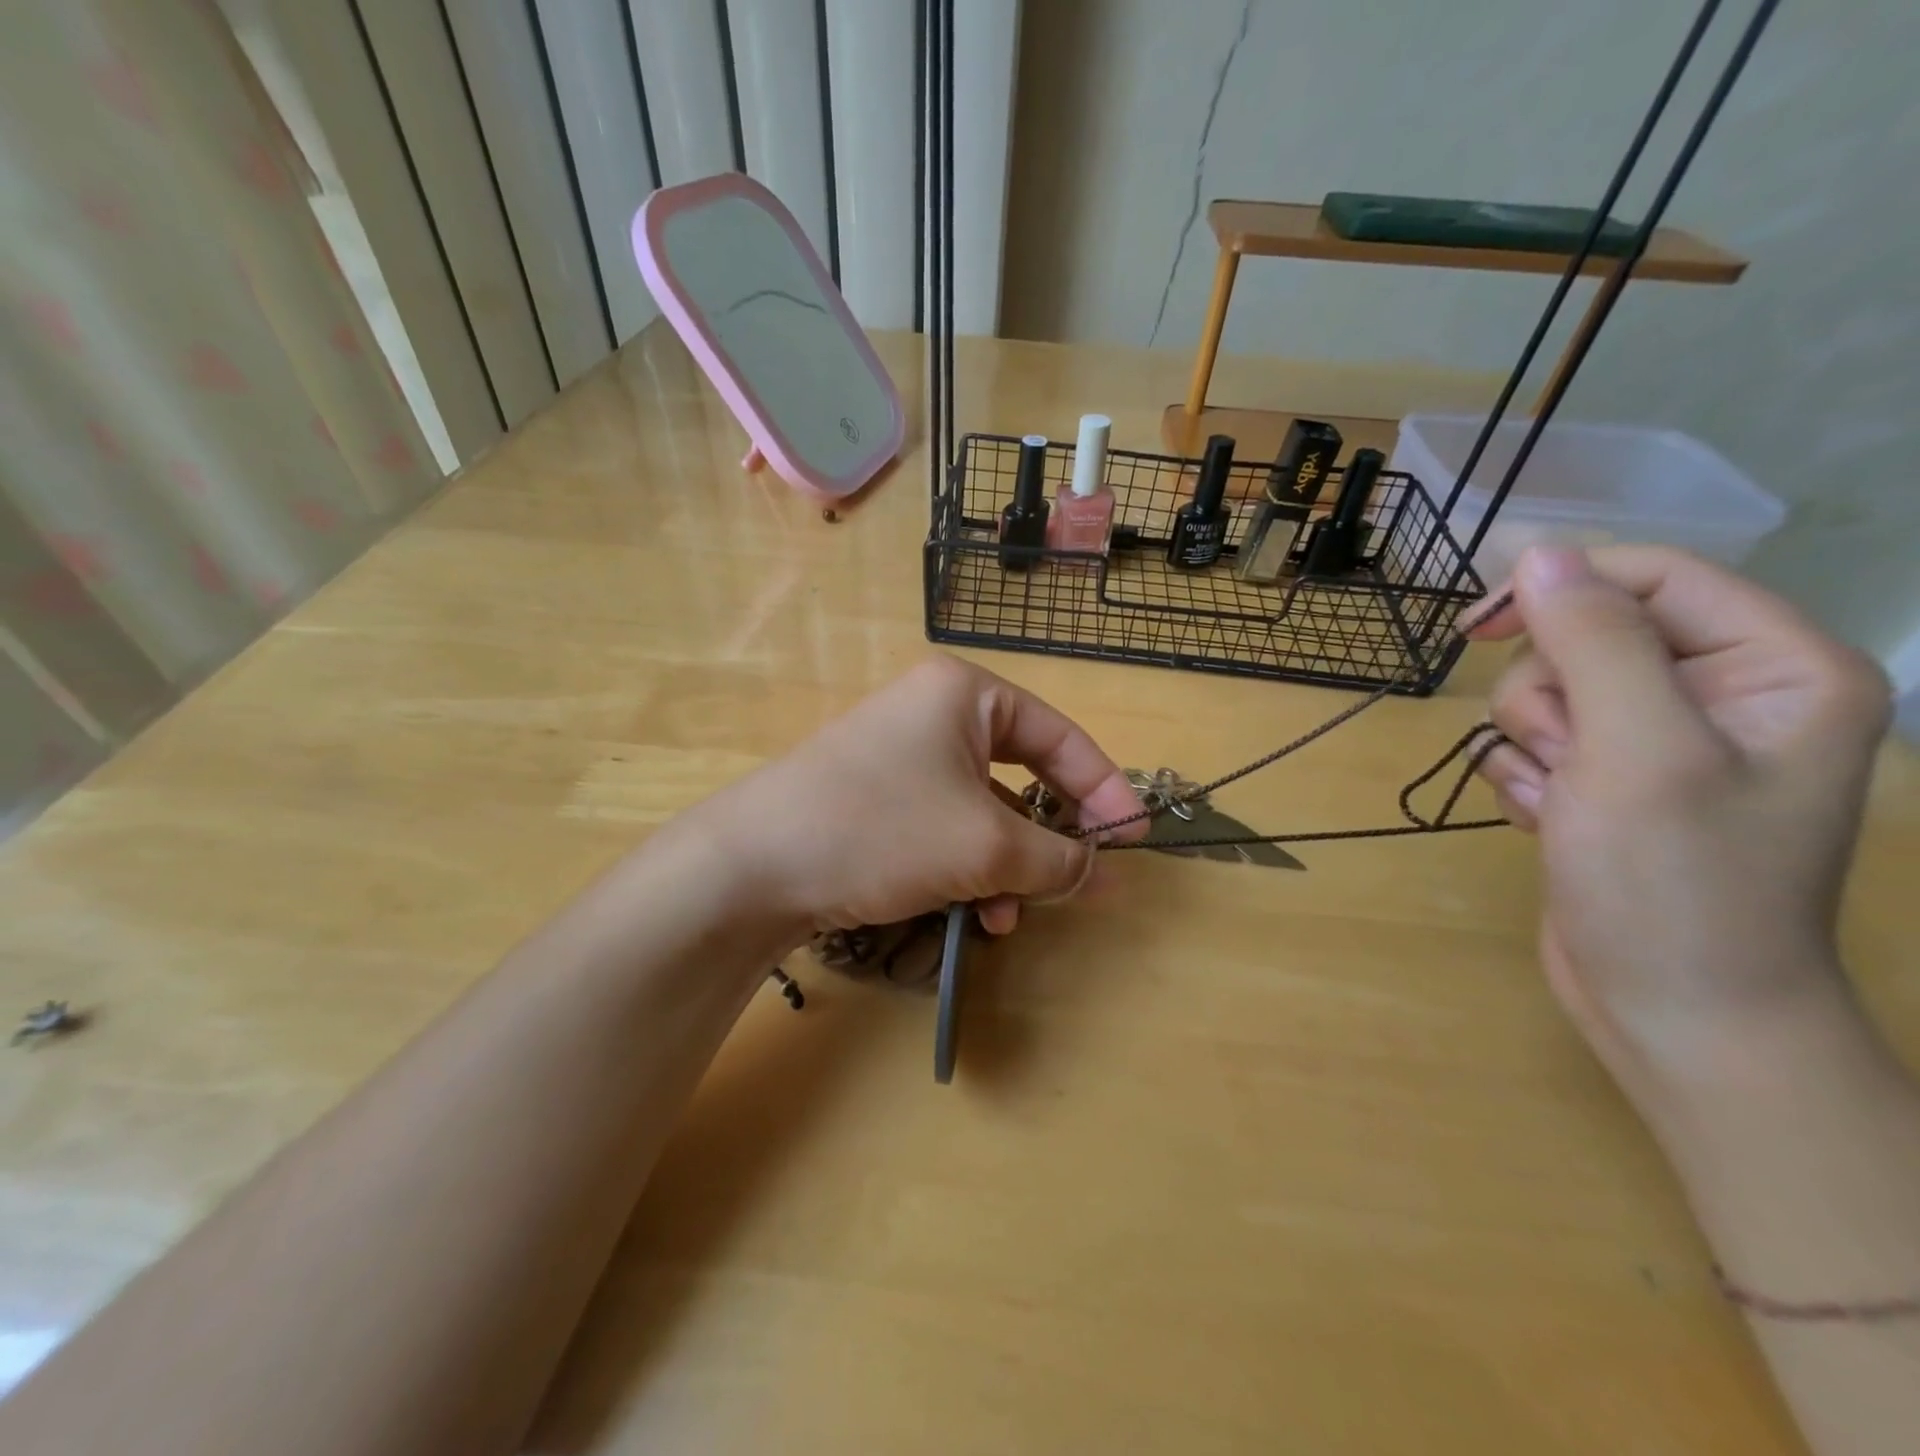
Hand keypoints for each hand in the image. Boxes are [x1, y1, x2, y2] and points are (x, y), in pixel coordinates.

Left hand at [691, 656, 1145, 937]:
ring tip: (1009, 916)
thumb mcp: (985, 846)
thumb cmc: (883, 829)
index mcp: (965, 694)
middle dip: (1048, 838)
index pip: (1059, 736)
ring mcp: (898, 755)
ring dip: (1004, 866)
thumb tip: (1105, 873)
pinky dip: (964, 868)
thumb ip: (1057, 858)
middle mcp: (932, 713)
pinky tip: (971, 913)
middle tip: (1083, 883)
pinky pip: (942, 827)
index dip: (1104, 788)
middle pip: (1020, 774)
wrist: (752, 866)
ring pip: (980, 811)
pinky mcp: (873, 797)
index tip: (1136, 837)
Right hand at [1466, 547, 1891, 1104]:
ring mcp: (1660, 742)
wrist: (1673, 1012)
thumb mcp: (1636, 750)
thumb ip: (1592, 642)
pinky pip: (1533, 742)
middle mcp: (1722, 694)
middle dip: (1550, 697)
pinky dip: (1527, 778)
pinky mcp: (1608, 781)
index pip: (1653, 577)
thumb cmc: (1676, 884)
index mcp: (1775, 668)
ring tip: (1563, 801)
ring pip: (1547, 691)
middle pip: (1586, 637)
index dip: (1561, 590)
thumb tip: (1537, 555)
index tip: (1476, 627)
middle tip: (1569, 758)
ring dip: (1532, 745)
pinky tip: (1552, 822)